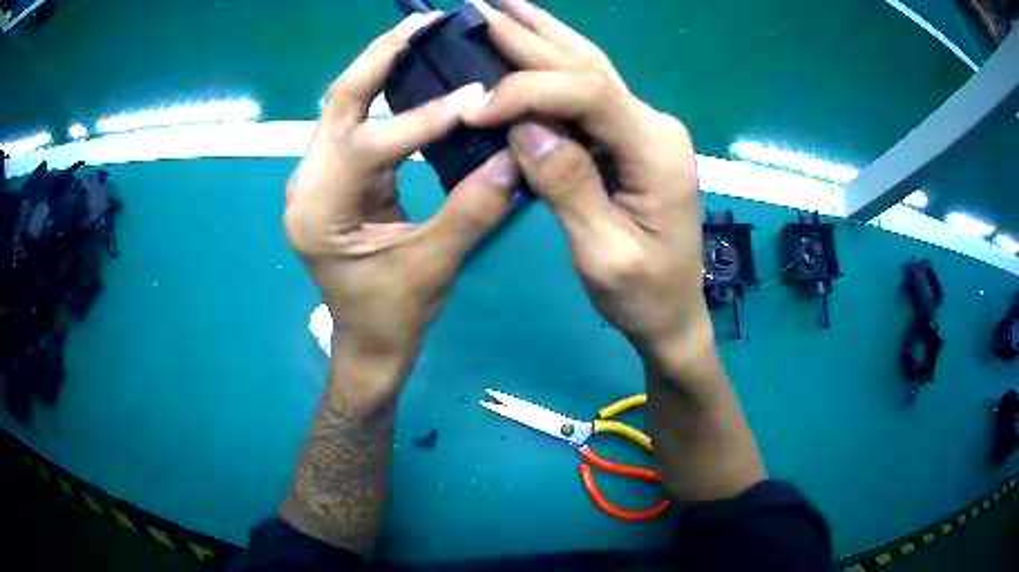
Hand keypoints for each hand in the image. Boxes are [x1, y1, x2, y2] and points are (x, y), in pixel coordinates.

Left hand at [285, 13, 519, 405]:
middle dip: (381, 57)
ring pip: (344, 105)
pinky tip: (413, 71)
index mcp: (318, 213)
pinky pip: (358, 121)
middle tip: (424, 21)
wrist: (368, 342)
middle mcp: (307, 184)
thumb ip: (470, 211)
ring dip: (381, 65)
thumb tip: (512, 156)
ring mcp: (318, 176)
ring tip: (420, 33)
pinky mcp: (336, 175)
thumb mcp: (432, 268)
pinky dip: (385, 91)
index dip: (422, 119)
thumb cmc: (391, 317)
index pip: (367, 145)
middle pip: (339, 102)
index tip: (474, 98)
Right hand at [466, 0, 764, 502]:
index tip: (479, 109)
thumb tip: (524, 127)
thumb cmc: (643, 294)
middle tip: (481, 7)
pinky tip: (536, 41)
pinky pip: (591, 91)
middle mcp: (654, 125)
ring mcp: (645, 128)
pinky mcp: (632, 138)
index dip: (528, 90)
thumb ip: (569, 186)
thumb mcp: (604, 254)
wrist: (673, 312)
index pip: (588, 92)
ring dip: (546, 35)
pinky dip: (558, 62)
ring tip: (507, 6)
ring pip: (591, 68)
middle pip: (588, 67)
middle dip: (531, 35)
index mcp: (655, 150)